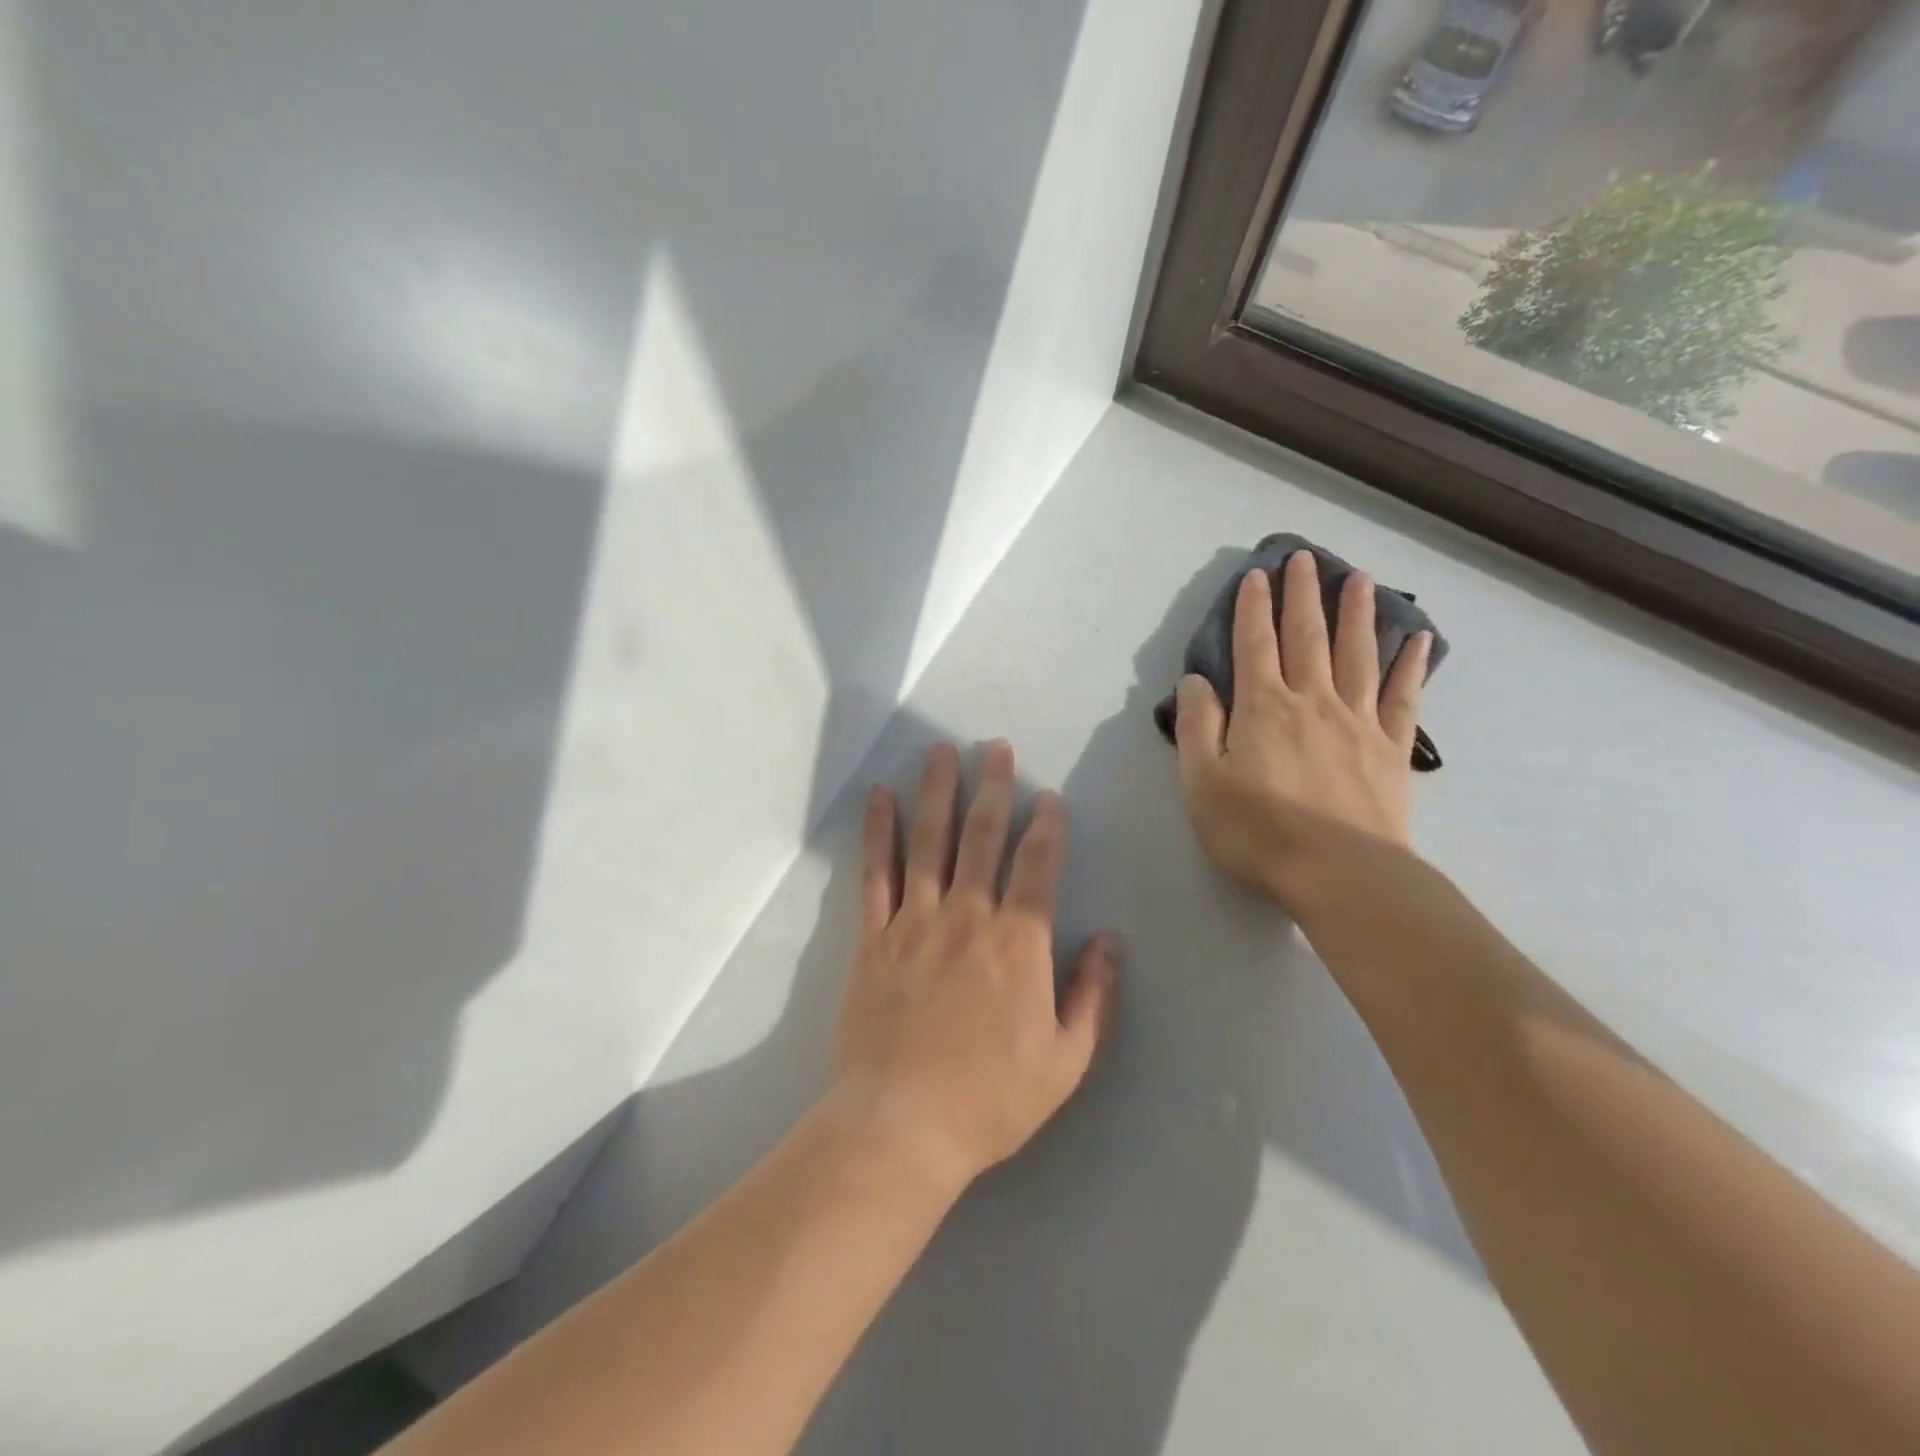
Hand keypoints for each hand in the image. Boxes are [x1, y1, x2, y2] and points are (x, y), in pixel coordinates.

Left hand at [828, 741, 1118, 1194]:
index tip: (1047, 796)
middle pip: (983, 837)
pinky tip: (880, 797)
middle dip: (994, 788)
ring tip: (942, 750)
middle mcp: (968, 916)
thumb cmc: (990, 1099)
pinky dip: (878, 831)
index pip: (1038, 865)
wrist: (901, 1125)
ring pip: (930, 840)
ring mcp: (916, 921)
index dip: (1046, 825)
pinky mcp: (873, 936)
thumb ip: (1092, 995)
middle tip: (996, 748)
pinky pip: (876, 872)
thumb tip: (1111, 940)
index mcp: (1019, 943)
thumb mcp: (1066, 1061)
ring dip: (938, 791)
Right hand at [1174, 550, 1431, 913]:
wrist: (1341, 874)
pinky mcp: (1391, 748)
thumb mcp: (1202, 783)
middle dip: (1303, 595)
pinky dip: (1411, 665)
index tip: (1257, 575)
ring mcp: (1357, 721)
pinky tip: (1418, 640)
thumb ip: (1198, 726)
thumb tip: (1197, 681)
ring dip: (1356, 614)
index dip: (1253, 608)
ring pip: (1357, 654)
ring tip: (1359, 579)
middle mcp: (1312, 701)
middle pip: (1307, 636)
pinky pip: (1402, 697)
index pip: (1254, 644)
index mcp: (1263, 708)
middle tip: (1305, 558)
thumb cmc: (1258, 832)